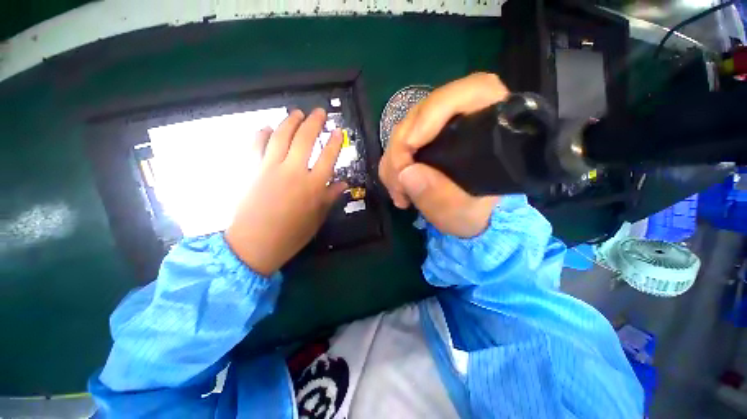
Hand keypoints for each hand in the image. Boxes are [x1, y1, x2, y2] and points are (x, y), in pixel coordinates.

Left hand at [225, 109, 346, 275]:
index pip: (328, 157)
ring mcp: (270, 168)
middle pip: (305, 139)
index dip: (334, 142)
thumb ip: (331, 197)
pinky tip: (266, 128)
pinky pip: (255, 145)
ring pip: (281, 136)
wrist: (255, 244)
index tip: (338, 131)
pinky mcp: (251, 169)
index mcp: (313, 185)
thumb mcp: (317, 218)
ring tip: (296, 113)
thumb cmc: (292, 234)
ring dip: (290, 121)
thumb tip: (344, 184)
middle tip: (319, 112)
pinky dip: (261, 133)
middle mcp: (294, 171)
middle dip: (314, 122)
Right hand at [378, 73, 509, 237]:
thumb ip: (440, 197)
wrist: (468, 217)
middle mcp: (466, 117)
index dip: (433, 111)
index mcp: (492, 126)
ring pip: (406, 128)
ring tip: (398, 193)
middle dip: (401, 147)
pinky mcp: (425, 139)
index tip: (411, 145)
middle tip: (397, 183)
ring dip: (393, 160)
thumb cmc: (475, 213)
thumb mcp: (462, 213)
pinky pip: (399, 142)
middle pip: (424, 112)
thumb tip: (406, 173)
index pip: (470, 92)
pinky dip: (392, 165)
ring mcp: (441, 127)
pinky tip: (397, 187)